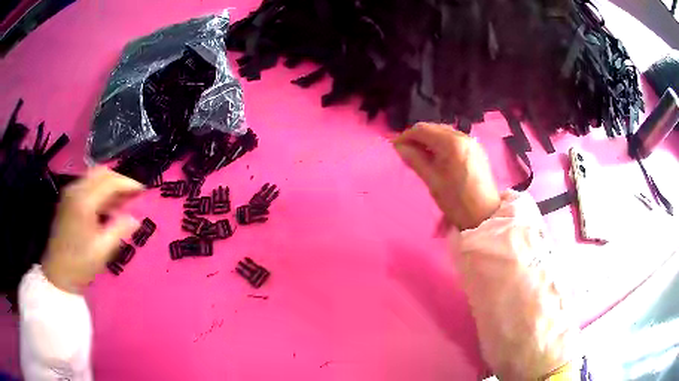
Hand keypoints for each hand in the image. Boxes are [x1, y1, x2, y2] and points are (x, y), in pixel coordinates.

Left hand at [42, 167, 143, 293]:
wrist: (57, 272)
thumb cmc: (80, 264)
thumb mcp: (102, 250)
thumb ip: (119, 230)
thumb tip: (136, 219)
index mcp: (84, 202)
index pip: (110, 181)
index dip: (128, 183)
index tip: (143, 191)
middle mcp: (76, 190)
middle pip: (101, 173)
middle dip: (119, 180)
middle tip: (132, 194)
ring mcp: (70, 193)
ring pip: (94, 176)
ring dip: (109, 184)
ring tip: (121, 201)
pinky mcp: (67, 199)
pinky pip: (87, 184)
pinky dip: (99, 189)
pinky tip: (105, 206)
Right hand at [393, 123, 500, 229]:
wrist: (485, 216)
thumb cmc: (457, 202)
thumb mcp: (432, 182)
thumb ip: (415, 160)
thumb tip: (399, 147)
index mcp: (451, 143)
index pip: (422, 129)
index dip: (406, 136)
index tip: (395, 147)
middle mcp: (463, 136)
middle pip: (434, 128)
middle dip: (418, 137)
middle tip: (406, 152)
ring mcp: (472, 142)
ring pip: (444, 133)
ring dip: (430, 140)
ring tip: (420, 156)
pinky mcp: (476, 149)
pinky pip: (454, 139)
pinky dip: (442, 144)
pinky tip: (437, 157)